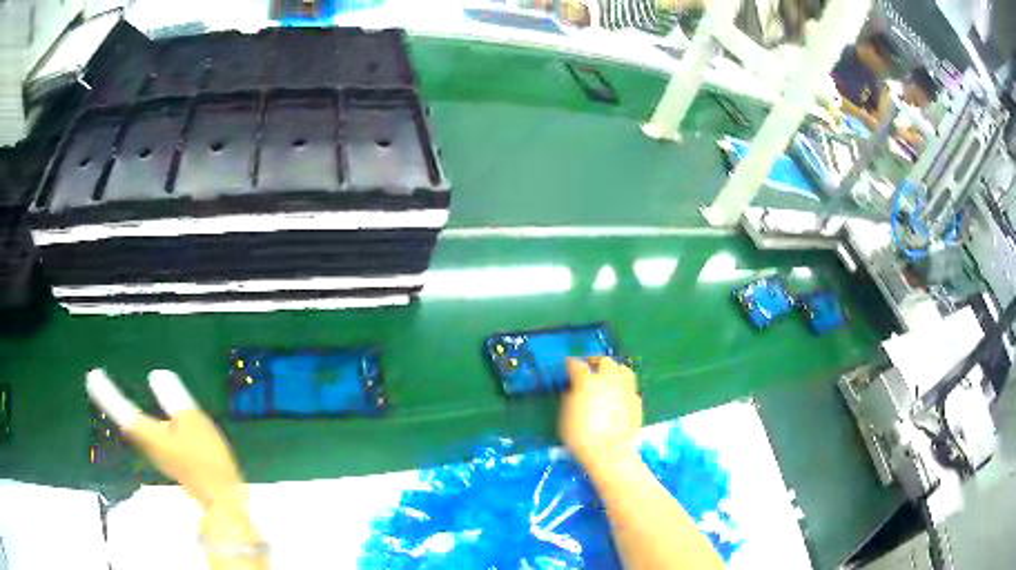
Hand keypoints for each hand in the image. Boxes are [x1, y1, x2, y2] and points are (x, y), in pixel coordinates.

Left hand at [85, 369, 245, 510]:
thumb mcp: (194, 422)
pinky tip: (144, 419)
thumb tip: (155, 376)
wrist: (221, 498)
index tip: (92, 377)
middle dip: (111, 403)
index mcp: (150, 434)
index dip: (107, 395)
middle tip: (96, 383)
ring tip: (113, 397)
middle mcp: (147, 445)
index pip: (123, 411)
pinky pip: (146, 436)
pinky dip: (138, 423)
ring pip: (135, 430)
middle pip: (125, 422)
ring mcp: (157, 455)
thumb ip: (174, 398)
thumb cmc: (206, 460)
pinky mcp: (167, 460)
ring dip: (122, 413)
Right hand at [560, 357, 642, 473]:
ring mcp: (625, 389)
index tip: (569, 364)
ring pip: (623, 370)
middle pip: (604, 361)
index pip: (577, 366)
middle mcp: (608, 380)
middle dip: (596, 361)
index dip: (572, 364)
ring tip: (609, 376)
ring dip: (614, 370)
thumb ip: (571, 397)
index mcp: (587, 382)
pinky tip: (619, 395)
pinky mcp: (636, 401)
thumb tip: (575, 390)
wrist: (609, 452)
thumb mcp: (566, 416)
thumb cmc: (581, 436)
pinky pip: (630, 387)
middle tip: (590, 367)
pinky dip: (623, 387)